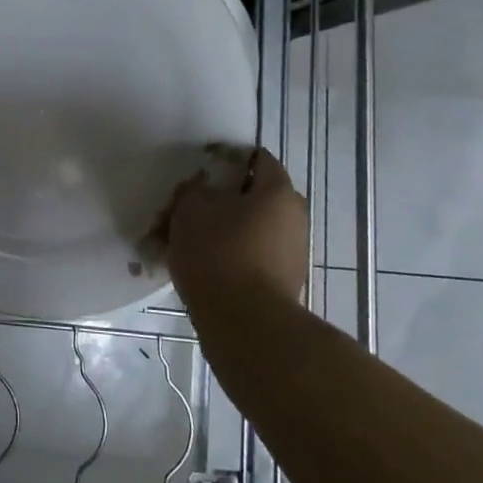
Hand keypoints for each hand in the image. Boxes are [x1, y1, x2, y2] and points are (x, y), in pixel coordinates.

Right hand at [164, 148, 308, 304]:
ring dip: (224, 229)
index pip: (258, 159)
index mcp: (278, 192)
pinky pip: (253, 255)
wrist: (245, 324)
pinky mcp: (284, 282)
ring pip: (252, 228)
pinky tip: (202, 266)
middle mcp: (294, 218)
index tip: (201, 170)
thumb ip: (195, 190)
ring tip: (187, 240)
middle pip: (254, 196)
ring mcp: (293, 253)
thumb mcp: (190, 210)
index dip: (228, 159)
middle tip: (189, 207)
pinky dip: (230, 254)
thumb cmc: (218, 254)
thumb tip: (203, 189)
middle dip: (222, 199)